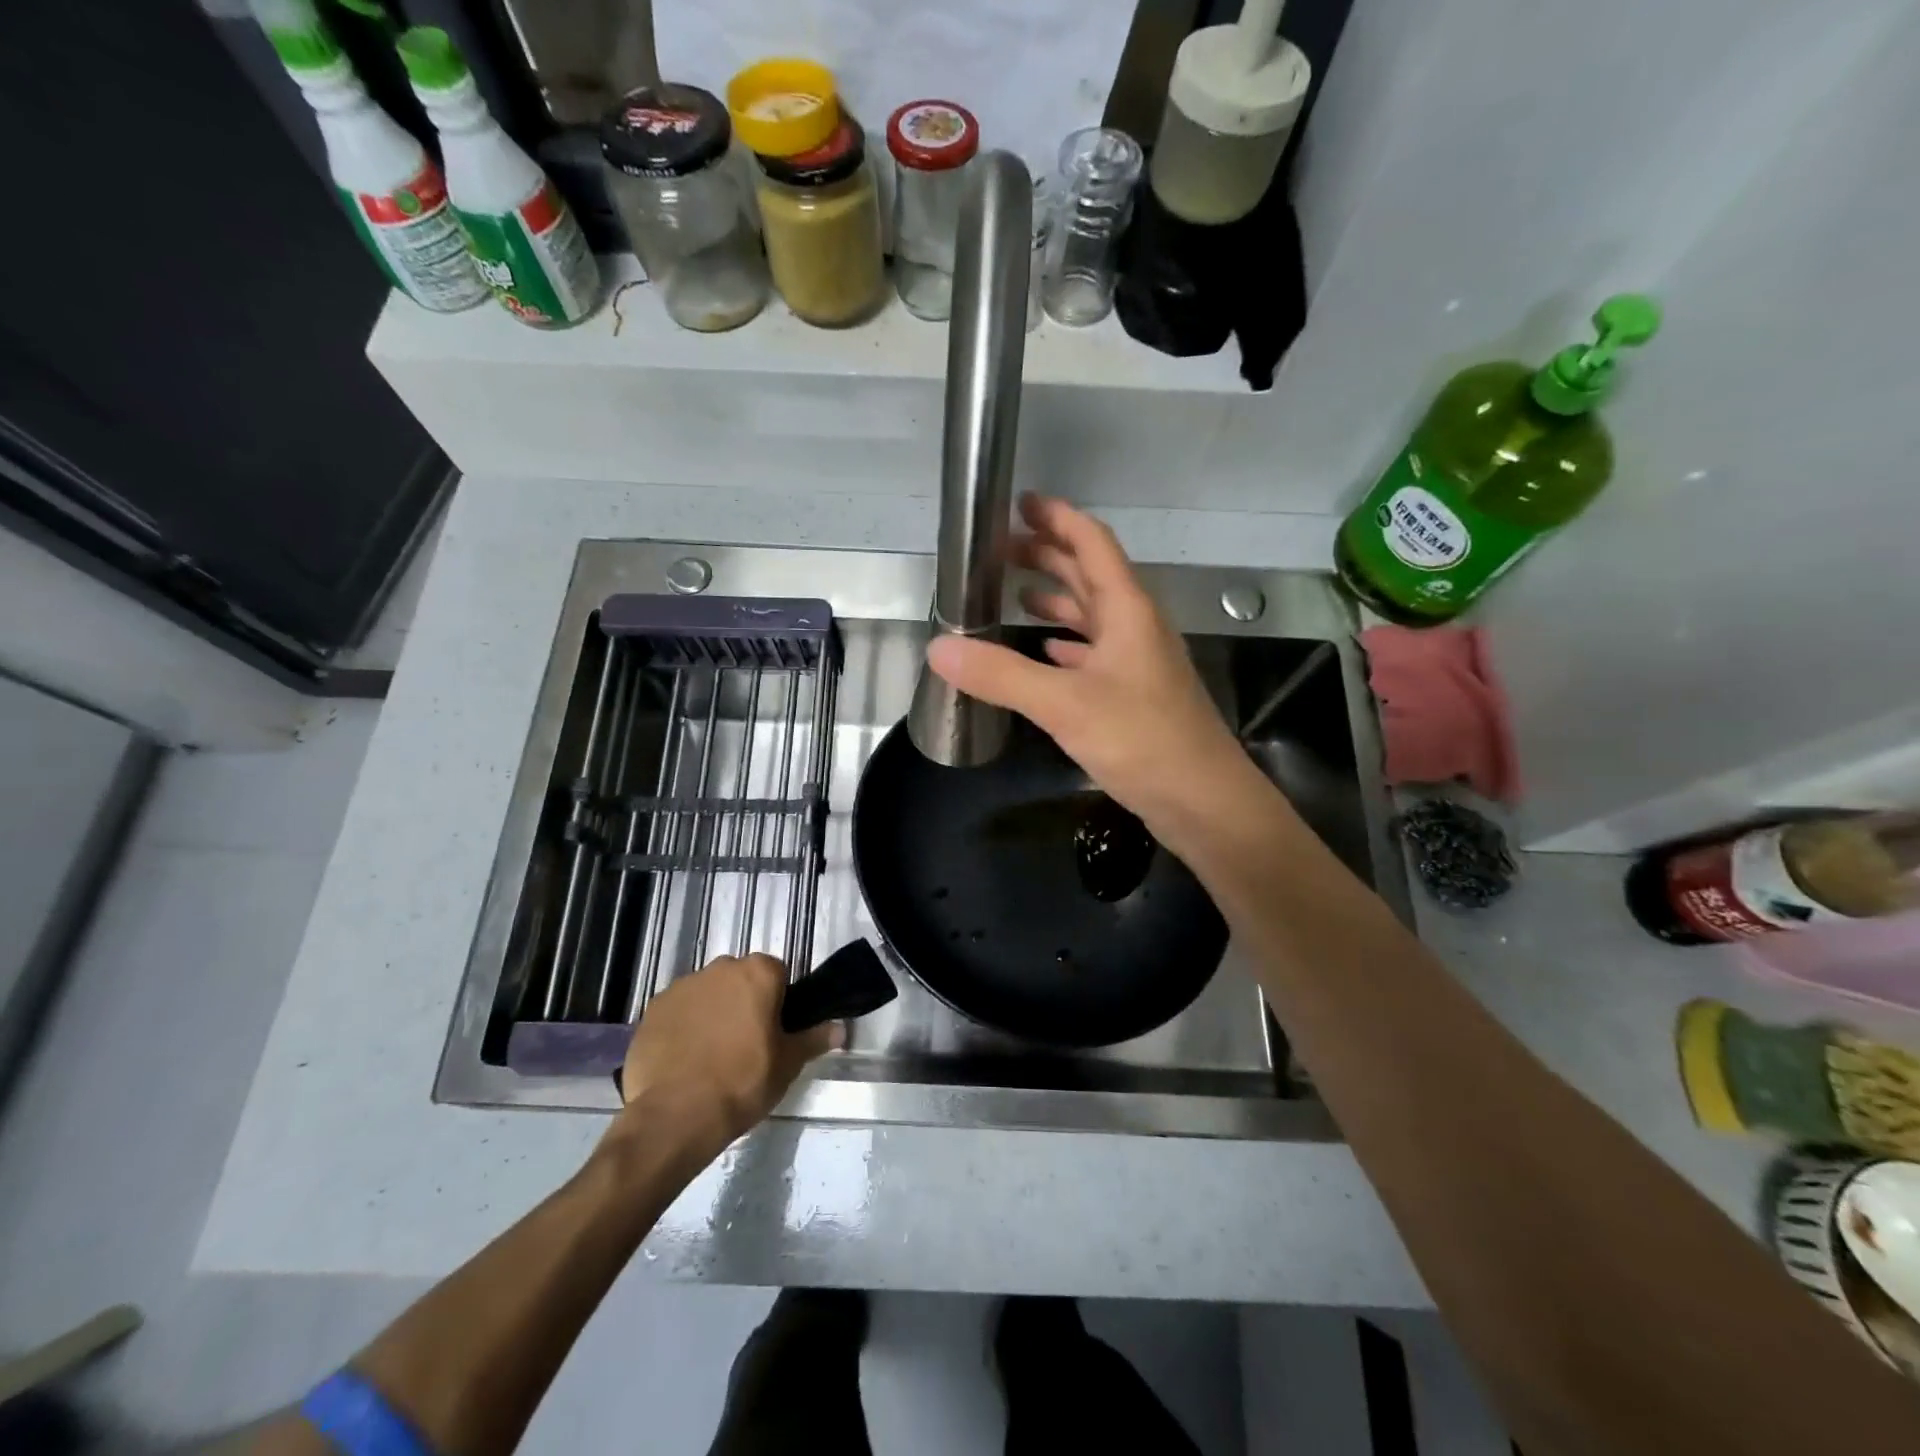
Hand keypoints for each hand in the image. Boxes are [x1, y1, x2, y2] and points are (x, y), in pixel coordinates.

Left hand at [613, 954, 839, 1154]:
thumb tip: (841, 1029)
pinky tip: (683, 1061)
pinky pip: (677, 1012)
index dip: (778, 1001)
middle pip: (740, 979)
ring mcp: (682, 986)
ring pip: (707, 994)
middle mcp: (720, 968)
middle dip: (743, 1002)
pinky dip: (682, 1028)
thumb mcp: (788, 1064)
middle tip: (746, 1044)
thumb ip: (814, 1039)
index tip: (774, 1031)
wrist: (676, 1115)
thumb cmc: (743, 1082)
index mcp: (758, 973)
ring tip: (711, 1056)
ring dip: (712, 1013)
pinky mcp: (652, 1009)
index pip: (777, 974)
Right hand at [926, 495, 1262, 837]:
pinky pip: (1095, 653)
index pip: (1092, 543)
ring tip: (1014, 594)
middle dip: (1048, 555)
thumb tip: (938, 649)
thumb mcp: (1064, 704)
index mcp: (1126, 610)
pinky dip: (1068, 644)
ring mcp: (1137, 662)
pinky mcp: (1134, 695)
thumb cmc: (1142, 740)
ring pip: (1092, 615)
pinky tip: (1046, 651)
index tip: (1021, 503)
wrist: (1202, 800)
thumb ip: (1001, 675)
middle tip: (1001, 550)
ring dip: (1057, 599)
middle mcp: (1135, 627)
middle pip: (1090, 575)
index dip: (1058, 518)